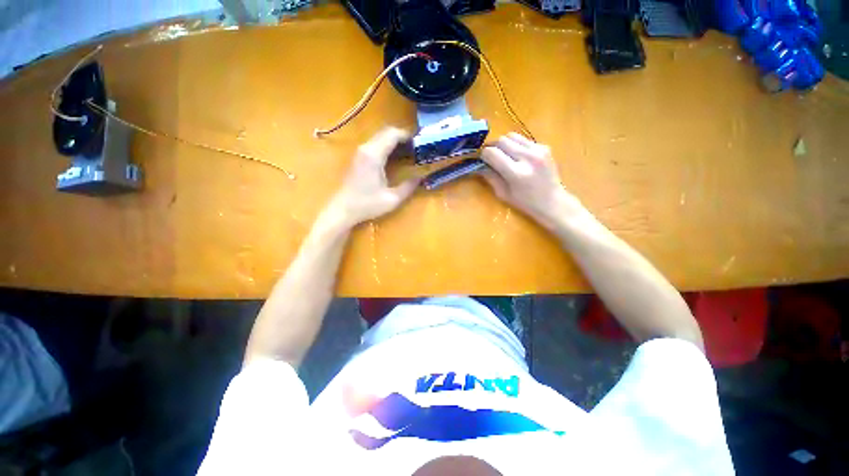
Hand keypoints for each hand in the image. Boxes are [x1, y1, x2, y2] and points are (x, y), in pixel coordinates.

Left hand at [328, 127, 419, 227]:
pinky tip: (396, 158)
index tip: (420, 142)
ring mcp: (360, 151)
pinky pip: (376, 143)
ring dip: (395, 141)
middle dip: (403, 137)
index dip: (408, 136)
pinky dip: (388, 146)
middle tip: (417, 148)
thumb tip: (422, 177)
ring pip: (380, 136)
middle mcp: (366, 148)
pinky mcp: (359, 157)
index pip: (392, 134)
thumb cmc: (367, 205)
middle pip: (386, 132)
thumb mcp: (392, 199)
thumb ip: (409, 186)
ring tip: (409, 152)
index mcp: (374, 155)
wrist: (343, 209)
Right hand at [480, 133, 582, 229]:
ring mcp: (538, 150)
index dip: (483, 155)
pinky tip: (517, 156)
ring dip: (503, 144)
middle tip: (490, 156)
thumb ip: (490, 177)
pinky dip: (516, 145)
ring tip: (503, 155)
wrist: (553, 201)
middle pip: (501, 140)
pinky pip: (523, 139)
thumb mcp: (503, 194)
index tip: (481, 160)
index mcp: (516, 173)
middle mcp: (528, 157)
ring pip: (512, 136)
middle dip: (492, 147)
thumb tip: (479, 165)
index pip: (492, 153)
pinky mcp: (544, 146)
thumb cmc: (525, 203)